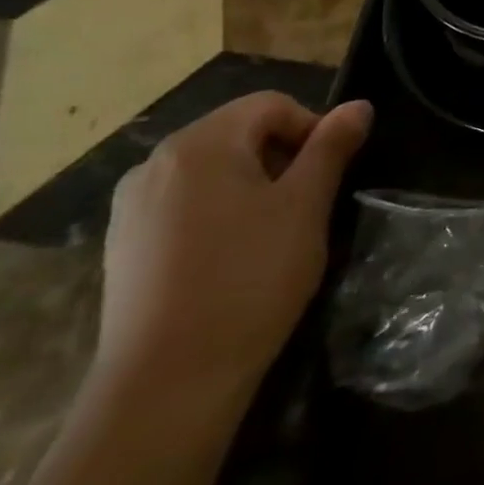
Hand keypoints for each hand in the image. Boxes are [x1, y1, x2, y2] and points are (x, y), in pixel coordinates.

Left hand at [96, 93, 372, 403]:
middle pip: (238, 133)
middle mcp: (155, 163)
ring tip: (275, 231)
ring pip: (212, 170)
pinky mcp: (125, 244)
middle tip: (309, 203)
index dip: (313, 128)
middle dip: (282, 156)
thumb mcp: (306, 205)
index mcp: (200, 144)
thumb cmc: (250, 277)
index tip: (332, 173)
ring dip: (253, 184)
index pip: (271, 106)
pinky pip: (185, 204)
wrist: (169, 379)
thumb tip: (358, 105)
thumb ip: (331, 147)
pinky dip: (220, 212)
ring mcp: (132, 206)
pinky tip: (234, 256)